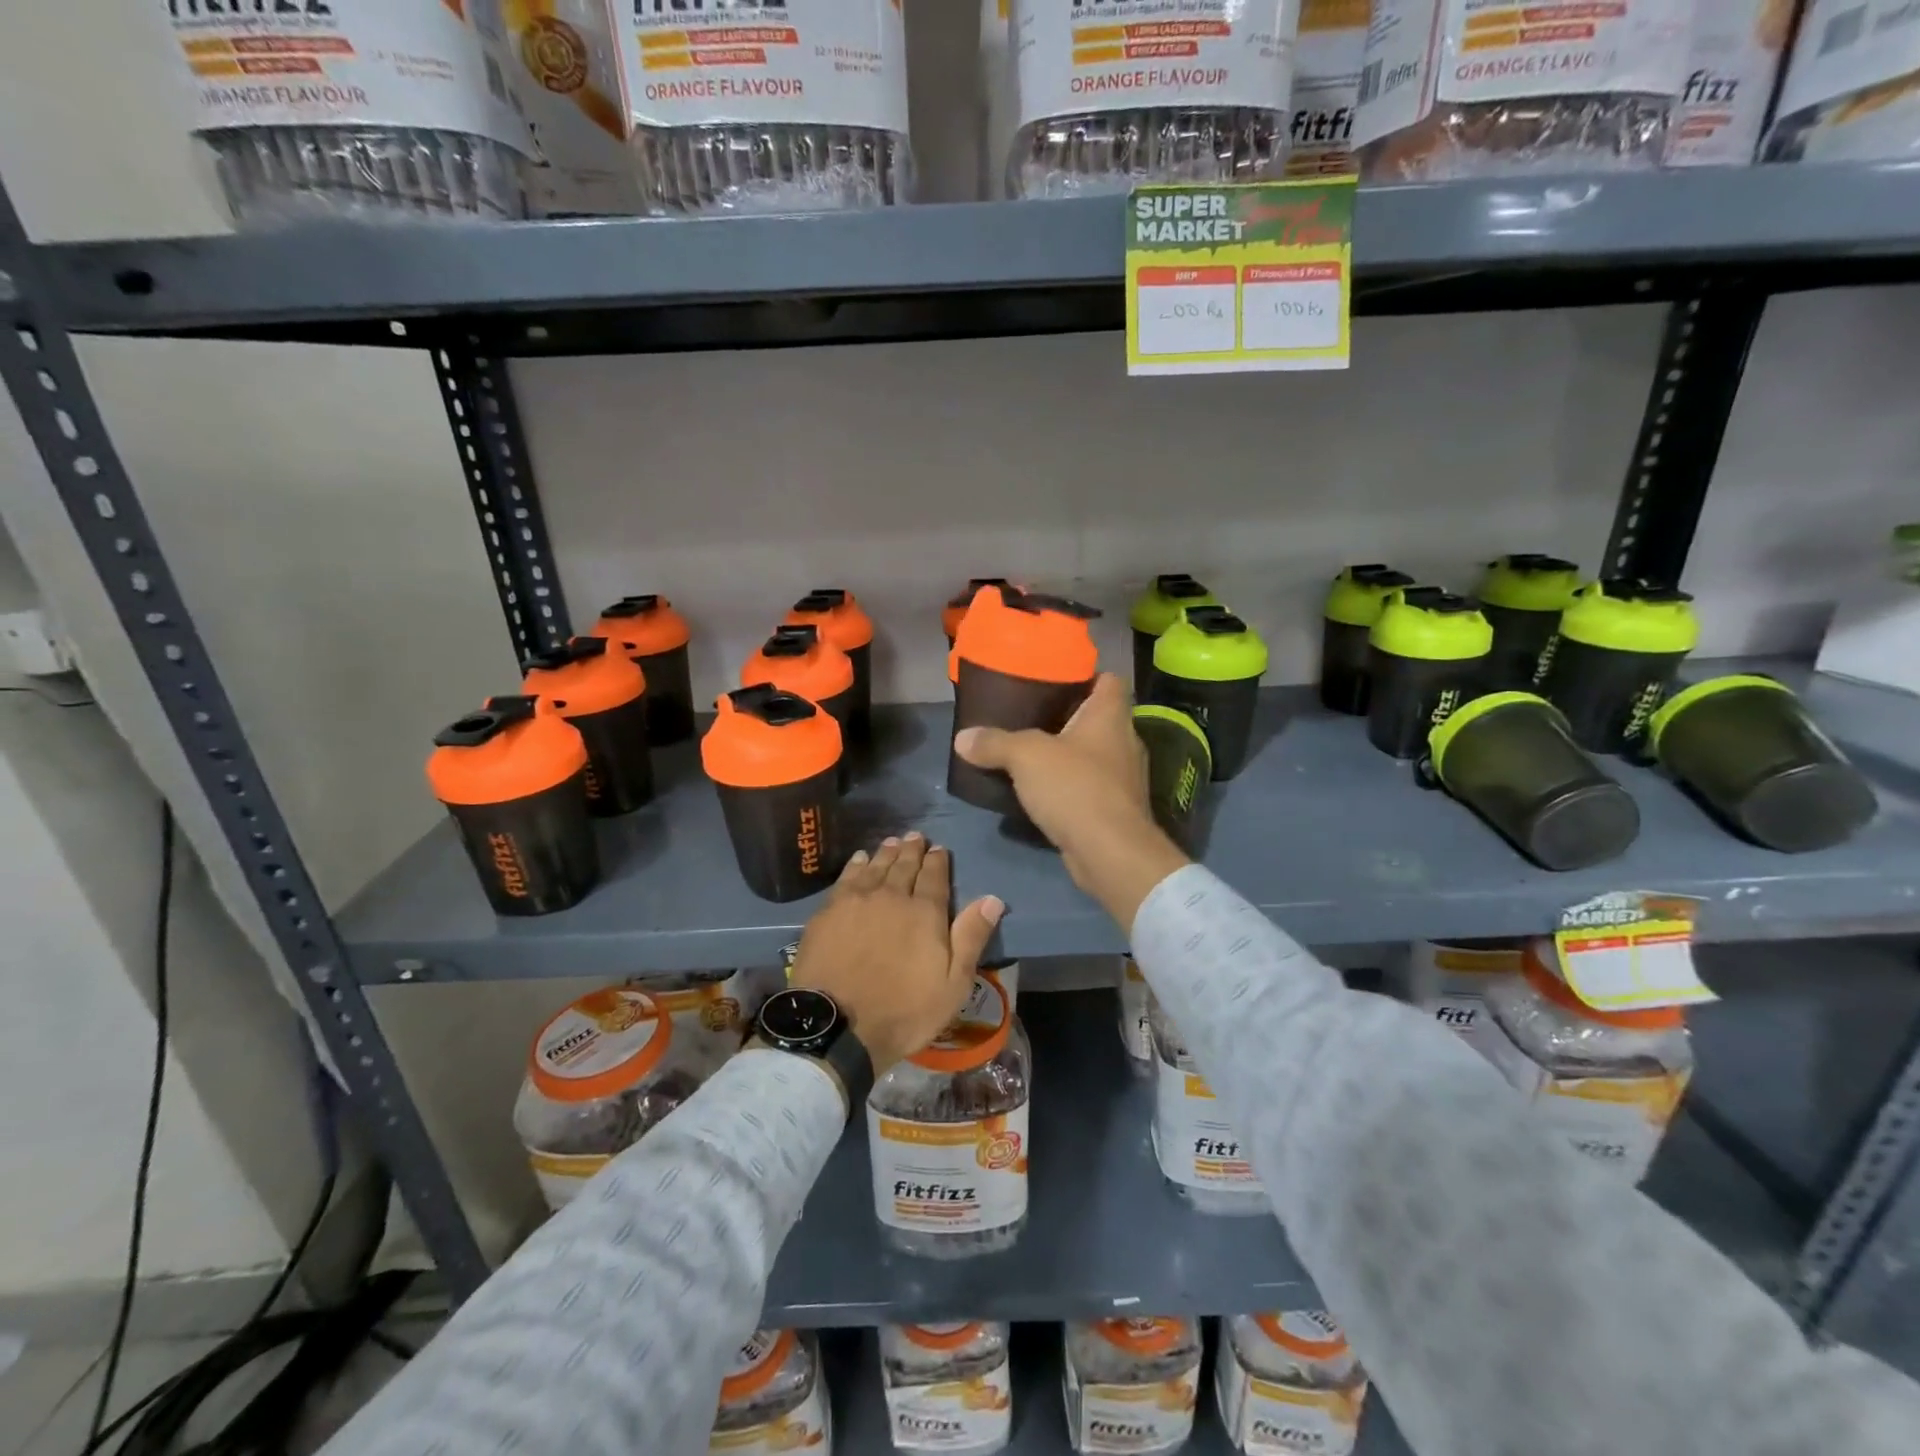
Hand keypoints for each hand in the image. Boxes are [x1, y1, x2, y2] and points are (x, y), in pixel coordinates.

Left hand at [789, 833, 1003, 1074]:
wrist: (838, 1026)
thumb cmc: (904, 1010)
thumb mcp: (953, 983)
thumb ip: (971, 937)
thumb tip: (993, 899)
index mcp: (925, 913)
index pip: (934, 877)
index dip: (937, 861)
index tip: (939, 849)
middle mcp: (892, 896)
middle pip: (904, 866)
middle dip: (912, 850)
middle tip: (916, 836)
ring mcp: (857, 901)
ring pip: (876, 867)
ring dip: (887, 853)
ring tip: (892, 841)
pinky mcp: (829, 911)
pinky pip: (847, 877)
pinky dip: (857, 865)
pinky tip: (860, 859)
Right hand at [953, 673, 1188, 931]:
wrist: (1110, 853)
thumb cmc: (1075, 787)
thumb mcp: (1025, 756)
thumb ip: (994, 742)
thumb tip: (962, 738)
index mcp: (1110, 715)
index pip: (1109, 680)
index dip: (1085, 675)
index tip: (1054, 679)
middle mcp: (1124, 741)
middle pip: (1097, 717)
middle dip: (1067, 717)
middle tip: (1029, 715)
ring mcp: (1123, 778)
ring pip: (1093, 754)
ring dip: (1067, 755)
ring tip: (1030, 753)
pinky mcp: (1115, 809)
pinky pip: (1089, 787)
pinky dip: (1069, 786)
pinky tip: (1041, 792)